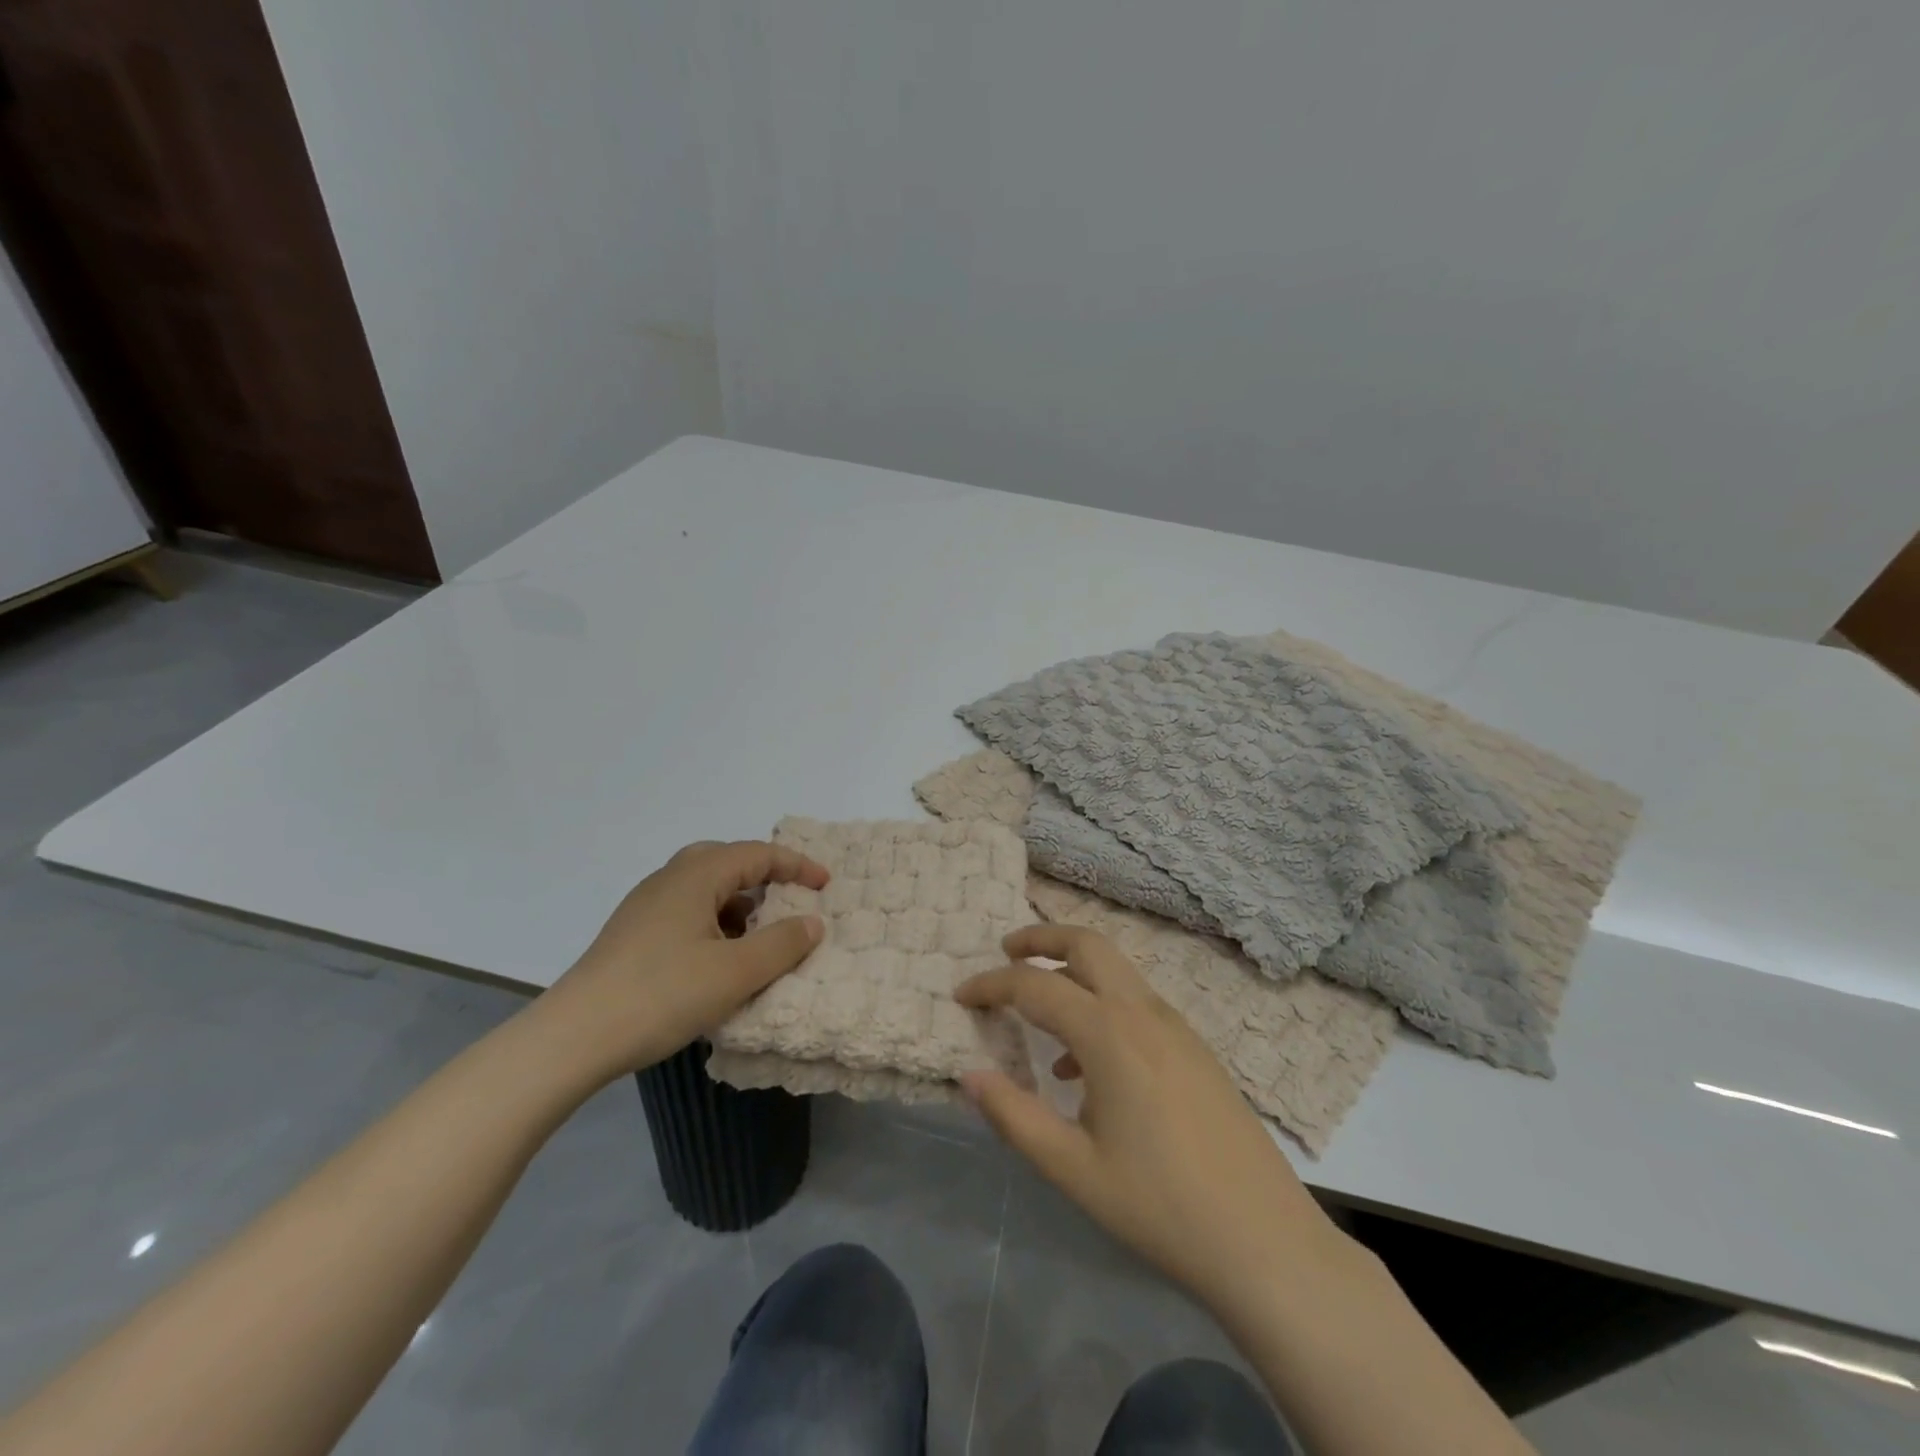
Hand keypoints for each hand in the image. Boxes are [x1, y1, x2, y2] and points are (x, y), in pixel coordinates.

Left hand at [539, 840, 827, 1079]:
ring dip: (739, 904)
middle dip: (764, 877)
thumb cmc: (662, 995)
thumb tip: (813, 921)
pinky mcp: (632, 935)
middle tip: (789, 901)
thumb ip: (782, 943)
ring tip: (760, 937)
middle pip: (726, 861)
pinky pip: (686, 912)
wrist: (573, 1038)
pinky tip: (719, 960)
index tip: (826, 886)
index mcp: (695, 876)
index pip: (757, 854)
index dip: (797, 865)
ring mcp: (645, 907)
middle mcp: (668, 880)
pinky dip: (715, 924)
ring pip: (704, 889)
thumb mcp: (736, 972)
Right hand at [956, 926, 1350, 1314]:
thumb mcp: (1072, 1169)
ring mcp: (1176, 1027)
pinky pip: (1137, 1004)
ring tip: (1039, 1012)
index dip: (992, 985)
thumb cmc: (1160, 1206)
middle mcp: (1143, 1013)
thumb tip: (969, 1074)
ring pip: (1117, 971)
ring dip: (1073, 971)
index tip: (961, 995)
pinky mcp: (1195, 1049)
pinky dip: (1102, 1005)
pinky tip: (1087, 1067)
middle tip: (1006, 950)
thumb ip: (1014, 1116)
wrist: (1266, 1242)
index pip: (1035, 985)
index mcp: (1109, 1033)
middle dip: (1042, 938)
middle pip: (1088, 944)